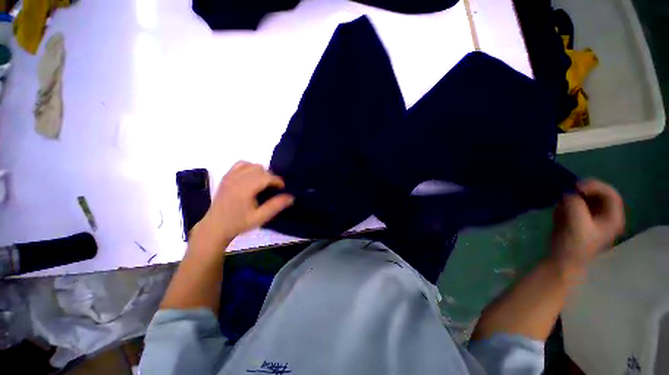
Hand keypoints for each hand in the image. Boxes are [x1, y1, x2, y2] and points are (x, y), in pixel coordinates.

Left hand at [192, 162, 293, 248]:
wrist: (215, 226)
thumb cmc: (239, 223)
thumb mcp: (260, 218)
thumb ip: (276, 206)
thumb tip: (291, 196)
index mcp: (244, 189)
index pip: (266, 177)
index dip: (278, 181)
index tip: (282, 189)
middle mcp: (236, 179)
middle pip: (260, 169)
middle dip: (271, 177)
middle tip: (274, 189)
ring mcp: (230, 176)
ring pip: (252, 165)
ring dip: (262, 172)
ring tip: (264, 184)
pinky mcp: (227, 176)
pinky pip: (241, 164)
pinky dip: (250, 167)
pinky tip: (252, 177)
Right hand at [550, 179, 624, 274]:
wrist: (562, 260)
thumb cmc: (574, 245)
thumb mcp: (576, 223)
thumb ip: (574, 204)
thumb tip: (568, 193)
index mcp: (613, 218)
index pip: (610, 193)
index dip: (595, 186)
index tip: (576, 187)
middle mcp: (606, 215)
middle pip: (599, 193)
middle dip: (583, 190)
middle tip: (567, 189)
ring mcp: (593, 217)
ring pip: (586, 198)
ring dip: (573, 196)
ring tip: (561, 202)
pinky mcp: (580, 218)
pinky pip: (575, 204)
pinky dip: (566, 203)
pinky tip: (559, 210)